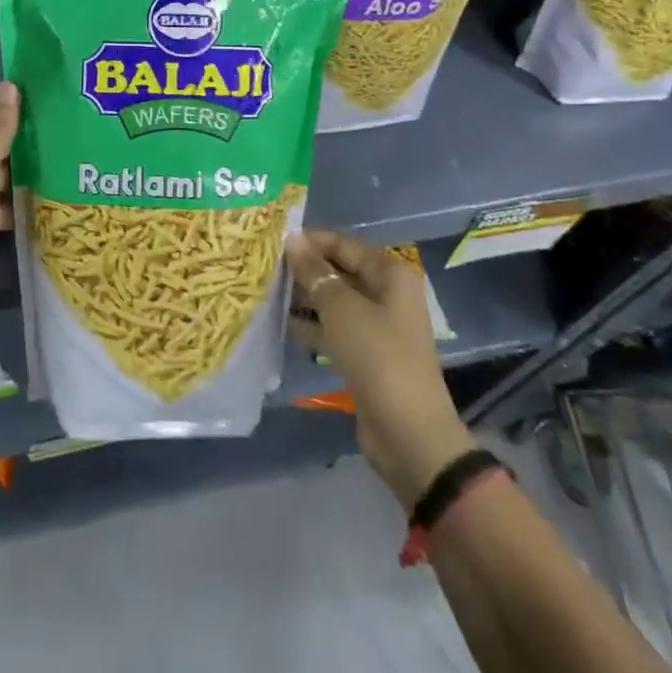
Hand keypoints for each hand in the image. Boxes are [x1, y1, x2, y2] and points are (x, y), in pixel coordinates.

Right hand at [288, 229, 474, 507]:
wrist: (408, 433)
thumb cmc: (378, 357)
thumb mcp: (342, 308)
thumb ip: (315, 273)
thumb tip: (293, 240)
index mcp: (390, 275)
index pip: (343, 243)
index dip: (309, 240)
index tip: (272, 239)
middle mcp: (386, 295)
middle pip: (339, 271)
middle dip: (304, 268)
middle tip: (263, 265)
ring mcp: (377, 327)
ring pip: (334, 301)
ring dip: (304, 297)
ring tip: (265, 290)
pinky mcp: (366, 355)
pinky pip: (334, 329)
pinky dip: (312, 326)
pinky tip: (281, 323)